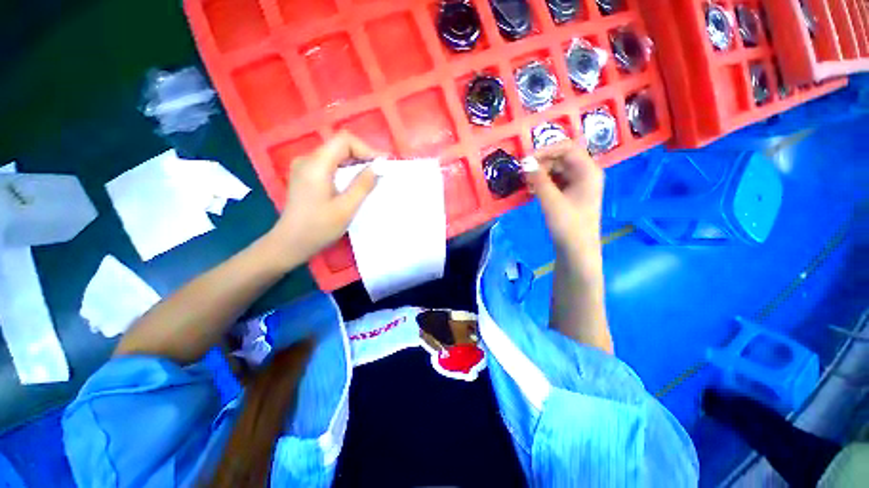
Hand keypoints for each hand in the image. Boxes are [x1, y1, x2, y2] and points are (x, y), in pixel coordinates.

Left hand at [266, 131, 381, 266]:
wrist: (290, 243)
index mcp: (316, 165)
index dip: (366, 149)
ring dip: (355, 163)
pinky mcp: (305, 175)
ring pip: (335, 154)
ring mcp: (304, 167)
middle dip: (363, 156)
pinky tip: (353, 183)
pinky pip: (329, 164)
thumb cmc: (319, 228)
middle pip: (339, 145)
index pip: (344, 140)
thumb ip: (362, 185)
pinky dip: (345, 170)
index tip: (381, 165)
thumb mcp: (346, 208)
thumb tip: (378, 167)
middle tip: (380, 173)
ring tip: (371, 178)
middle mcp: (307, 159)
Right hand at [523, 142, 604, 262]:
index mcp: (588, 171)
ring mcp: (578, 184)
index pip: (567, 148)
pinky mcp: (571, 193)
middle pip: (561, 158)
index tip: (526, 160)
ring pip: (557, 170)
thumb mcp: (551, 201)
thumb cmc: (568, 225)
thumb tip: (525, 162)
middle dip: (541, 163)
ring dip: (540, 174)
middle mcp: (585, 173)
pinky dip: (543, 183)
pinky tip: (532, 190)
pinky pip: (556, 181)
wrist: (577, 250)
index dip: (546, 150)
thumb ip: (538, 179)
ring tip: (526, 184)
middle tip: (523, 174)